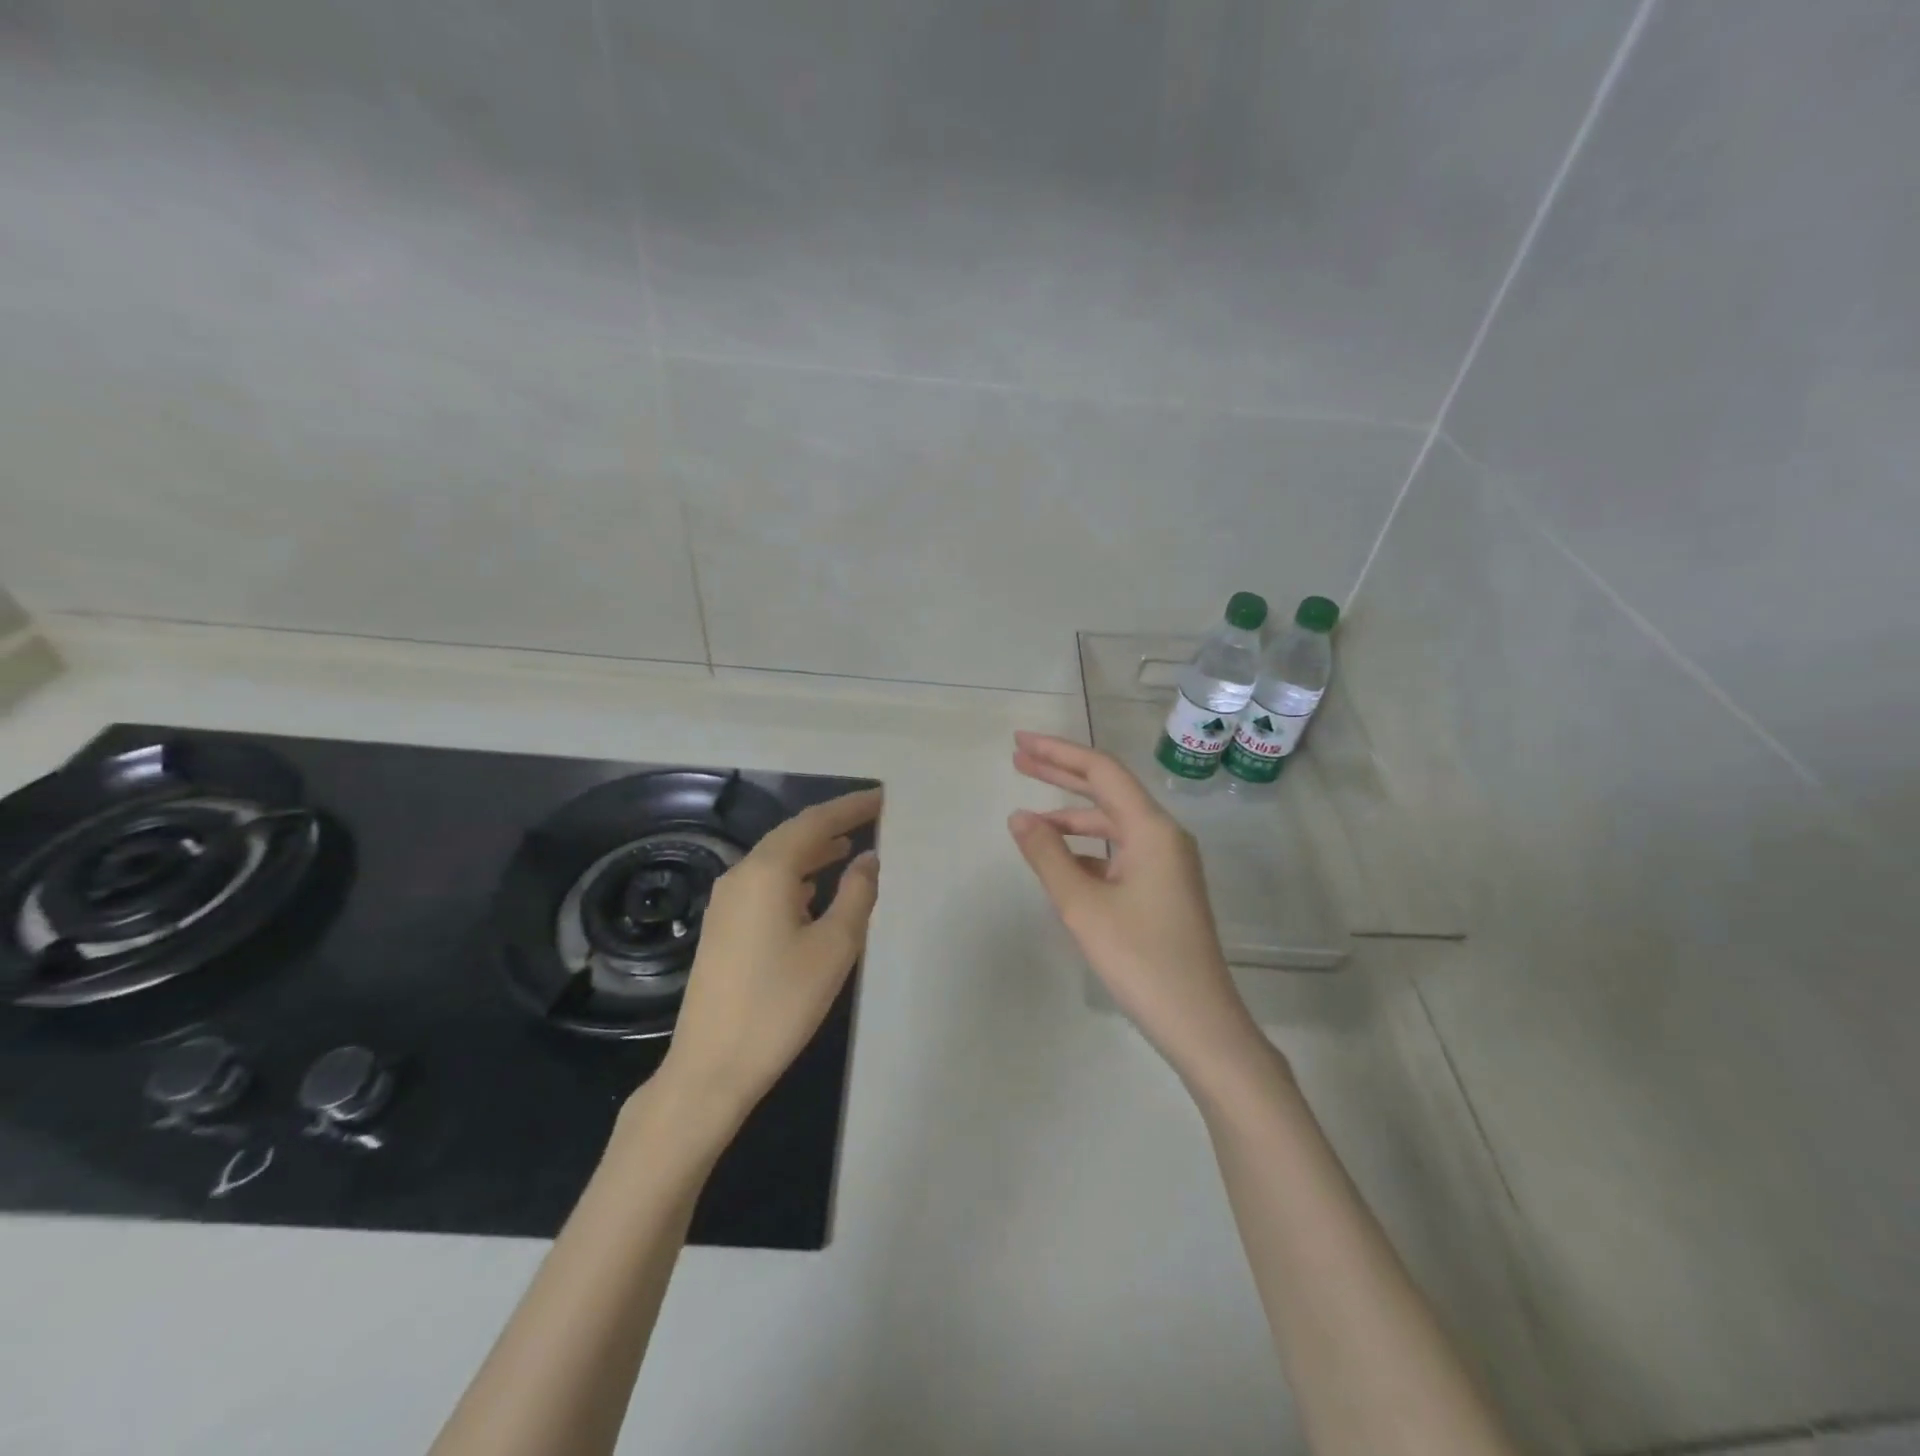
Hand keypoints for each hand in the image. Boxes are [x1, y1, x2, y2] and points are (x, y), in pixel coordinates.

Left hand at [654, 787, 881, 1129]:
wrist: (711, 1066)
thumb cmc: (780, 1003)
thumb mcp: (834, 947)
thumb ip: (857, 895)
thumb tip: (867, 858)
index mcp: (767, 872)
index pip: (814, 822)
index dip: (849, 808)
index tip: (881, 797)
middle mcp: (741, 876)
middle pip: (791, 835)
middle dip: (831, 824)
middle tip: (869, 817)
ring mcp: (726, 902)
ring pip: (776, 860)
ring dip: (813, 850)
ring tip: (849, 849)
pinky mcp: (722, 927)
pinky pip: (764, 883)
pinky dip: (795, 876)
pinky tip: (813, 891)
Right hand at [1009, 733, 1261, 1080]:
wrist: (1200, 1023)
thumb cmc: (1140, 959)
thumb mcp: (1083, 905)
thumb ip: (1048, 855)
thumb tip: (1020, 817)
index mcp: (1151, 829)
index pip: (1101, 771)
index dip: (1057, 752)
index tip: (1020, 743)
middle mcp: (1163, 836)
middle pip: (1107, 790)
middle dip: (1061, 773)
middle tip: (1018, 759)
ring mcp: (1167, 863)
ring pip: (1113, 825)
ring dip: (1072, 816)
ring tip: (1028, 818)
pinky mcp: (1164, 888)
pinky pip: (1120, 853)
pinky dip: (1087, 849)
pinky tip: (1061, 861)